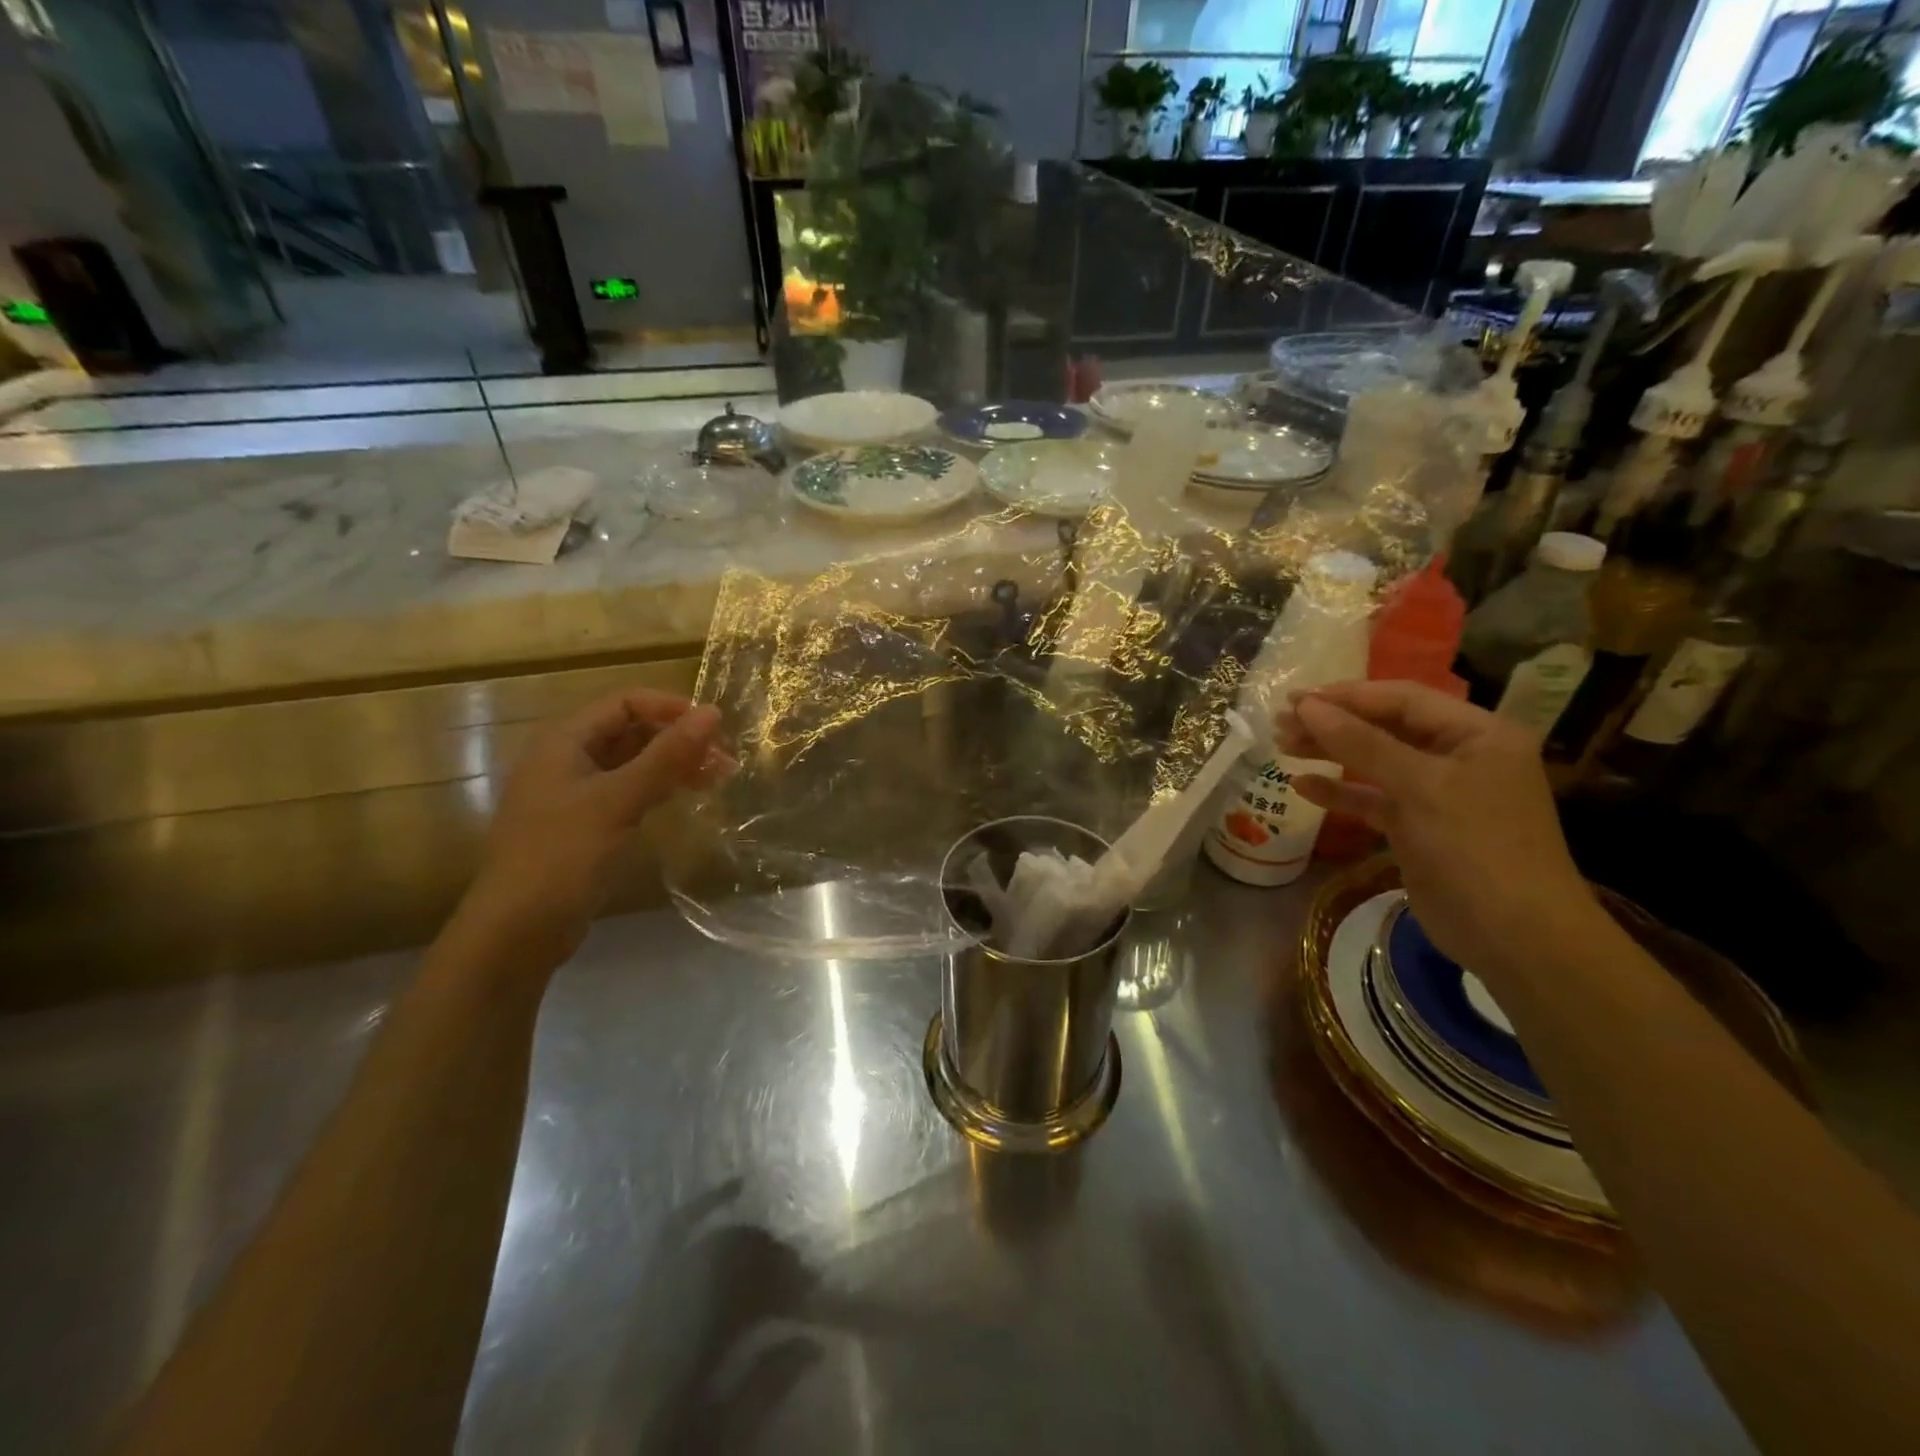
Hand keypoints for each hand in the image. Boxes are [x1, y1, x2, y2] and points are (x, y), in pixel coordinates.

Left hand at [465, 689, 724, 960]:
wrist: (518, 931)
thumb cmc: (563, 855)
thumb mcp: (619, 800)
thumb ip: (667, 756)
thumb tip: (712, 713)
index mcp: (565, 741)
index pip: (625, 702)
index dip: (671, 708)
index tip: (714, 727)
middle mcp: (567, 759)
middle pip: (631, 731)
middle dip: (678, 739)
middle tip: (725, 759)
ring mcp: (575, 794)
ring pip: (633, 763)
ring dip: (674, 765)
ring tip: (719, 778)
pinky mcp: (586, 825)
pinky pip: (629, 792)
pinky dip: (660, 789)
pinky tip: (687, 798)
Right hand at [1276, 681, 1599, 980]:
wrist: (1516, 937)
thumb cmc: (1475, 847)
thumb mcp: (1418, 786)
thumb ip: (1360, 743)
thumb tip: (1308, 706)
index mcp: (1477, 734)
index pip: (1402, 699)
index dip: (1347, 696)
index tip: (1295, 699)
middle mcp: (1460, 756)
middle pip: (1386, 727)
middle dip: (1333, 723)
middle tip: (1280, 722)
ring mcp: (1439, 794)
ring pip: (1375, 761)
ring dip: (1330, 753)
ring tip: (1283, 745)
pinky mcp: (1419, 827)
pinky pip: (1373, 799)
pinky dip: (1340, 792)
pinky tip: (1303, 786)